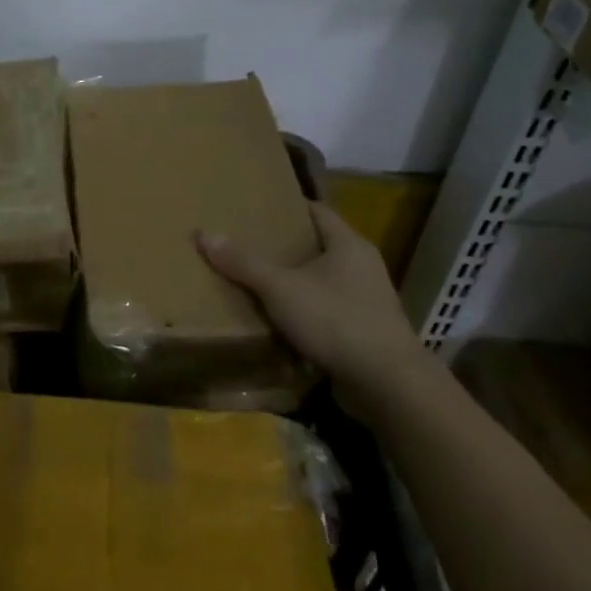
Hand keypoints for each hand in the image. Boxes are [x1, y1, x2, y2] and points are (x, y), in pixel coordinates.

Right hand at [195, 202, 435, 419]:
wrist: (387, 385)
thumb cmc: (336, 321)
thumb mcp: (281, 288)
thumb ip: (243, 262)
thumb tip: (203, 233)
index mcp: (349, 244)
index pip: (317, 210)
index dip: (287, 206)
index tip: (256, 206)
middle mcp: (362, 267)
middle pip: (318, 245)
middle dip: (284, 245)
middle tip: (246, 241)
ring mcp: (367, 301)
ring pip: (322, 281)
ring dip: (294, 281)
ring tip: (255, 280)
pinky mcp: (364, 332)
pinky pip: (326, 311)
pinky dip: (304, 312)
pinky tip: (277, 319)